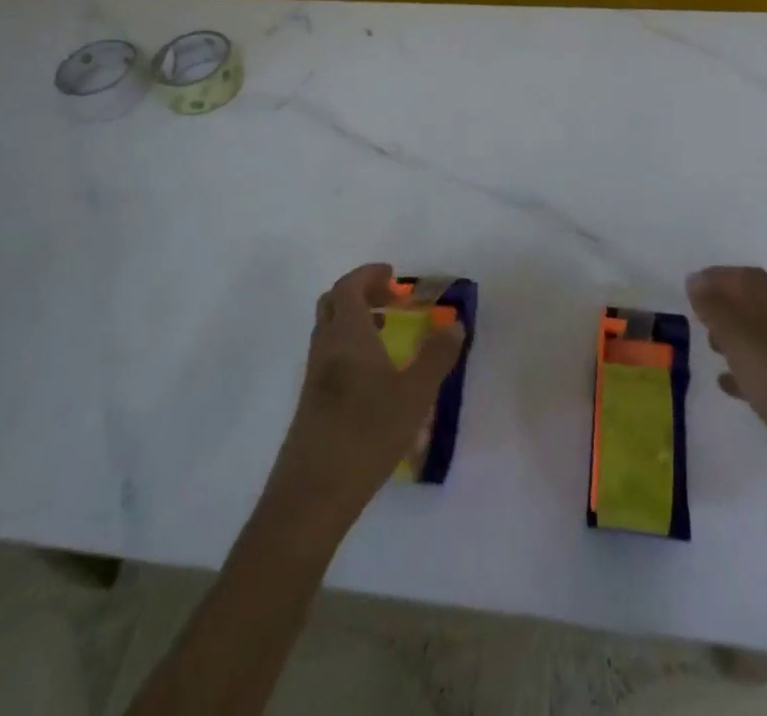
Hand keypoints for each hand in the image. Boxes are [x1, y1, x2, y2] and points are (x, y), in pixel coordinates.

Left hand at [263, 263, 465, 526]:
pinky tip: (373, 375)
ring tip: (386, 331)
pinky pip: (329, 354)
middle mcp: (326, 346)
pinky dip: (350, 345)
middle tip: (391, 299)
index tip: (394, 276)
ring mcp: (314, 374)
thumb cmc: (367, 433)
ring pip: (329, 329)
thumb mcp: (414, 395)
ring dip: (355, 319)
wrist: (313, 493)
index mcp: (347, 334)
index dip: (369, 274)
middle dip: (361, 291)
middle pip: (334, 302)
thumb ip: (436, 357)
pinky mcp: (311, 400)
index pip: (349, 286)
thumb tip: (455, 326)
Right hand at [687, 266, 766, 505]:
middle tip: (696, 317)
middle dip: (725, 304)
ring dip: (735, 336)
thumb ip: (719, 313)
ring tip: (709, 348)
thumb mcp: (747, 348)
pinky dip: (746, 372)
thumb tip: (697, 281)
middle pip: (757, 305)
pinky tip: (730, 387)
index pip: (750, 279)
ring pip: (763, 338)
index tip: (690, 287)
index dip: (720, 276)